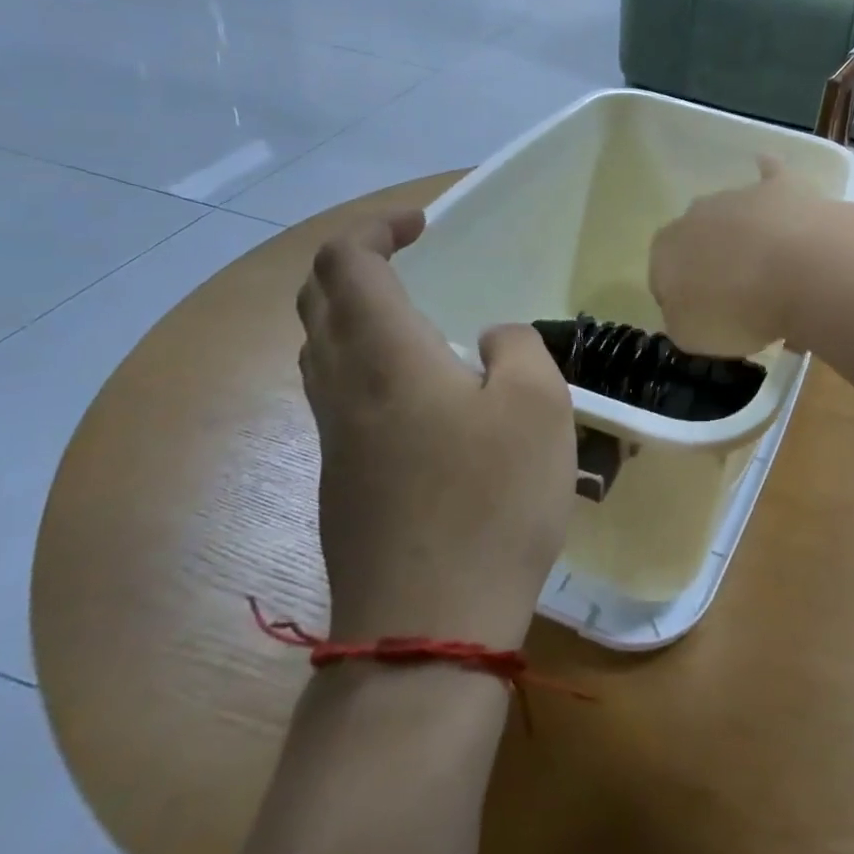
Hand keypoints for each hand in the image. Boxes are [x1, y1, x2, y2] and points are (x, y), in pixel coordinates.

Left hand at [296, 211, 575, 646]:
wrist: (428, 629)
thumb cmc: (491, 502)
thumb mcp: (538, 406)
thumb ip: (517, 349)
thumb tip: (488, 343)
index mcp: (385, 356)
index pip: (345, 262)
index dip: (376, 226)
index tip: (425, 224)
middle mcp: (343, 387)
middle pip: (316, 301)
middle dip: (356, 263)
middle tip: (412, 257)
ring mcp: (334, 439)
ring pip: (320, 349)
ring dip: (354, 313)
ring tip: (417, 316)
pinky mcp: (341, 480)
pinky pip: (337, 393)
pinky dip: (365, 360)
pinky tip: (420, 390)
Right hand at [649, 157, 826, 357]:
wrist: (799, 270)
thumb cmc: (737, 311)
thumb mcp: (693, 336)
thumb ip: (684, 320)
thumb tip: (691, 310)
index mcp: (666, 250)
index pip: (663, 276)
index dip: (683, 299)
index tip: (707, 319)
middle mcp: (696, 215)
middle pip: (699, 240)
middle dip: (712, 262)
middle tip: (739, 296)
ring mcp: (740, 195)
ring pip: (734, 215)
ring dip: (745, 236)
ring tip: (771, 269)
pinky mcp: (782, 186)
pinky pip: (770, 173)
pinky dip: (768, 173)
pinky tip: (768, 168)